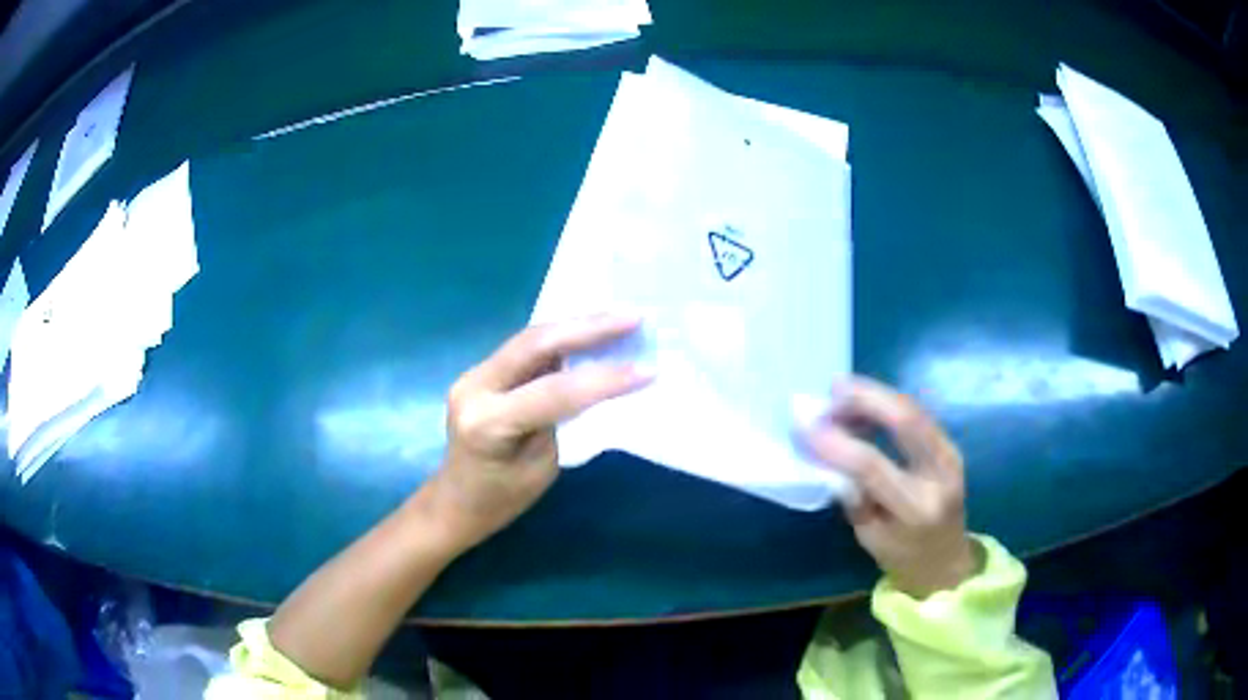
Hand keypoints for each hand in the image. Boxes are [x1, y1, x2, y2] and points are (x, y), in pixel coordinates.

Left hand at [422, 314, 652, 553]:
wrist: (456, 501)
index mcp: (487, 423)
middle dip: (589, 327)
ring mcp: (474, 374)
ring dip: (577, 325)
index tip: (647, 370)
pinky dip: (561, 337)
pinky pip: (525, 348)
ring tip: (620, 317)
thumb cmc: (503, 498)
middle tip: (634, 316)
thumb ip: (565, 419)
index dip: (603, 379)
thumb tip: (600, 381)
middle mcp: (474, 387)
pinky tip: (590, 330)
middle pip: (535, 345)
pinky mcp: (481, 371)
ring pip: (530, 338)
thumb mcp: (544, 465)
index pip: (553, 392)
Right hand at [796, 377, 978, 598]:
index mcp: (915, 509)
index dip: (837, 444)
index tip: (805, 428)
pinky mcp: (950, 445)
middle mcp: (940, 475)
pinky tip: (865, 404)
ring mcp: (951, 455)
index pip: (873, 467)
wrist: (947, 561)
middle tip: (832, 389)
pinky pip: (918, 414)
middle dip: (867, 398)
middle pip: (907, 421)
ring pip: (914, 409)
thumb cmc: (902, 557)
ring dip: (876, 396)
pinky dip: (888, 404)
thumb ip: (852, 496)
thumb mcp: (868, 537)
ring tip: (841, 394)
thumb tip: (827, 453)